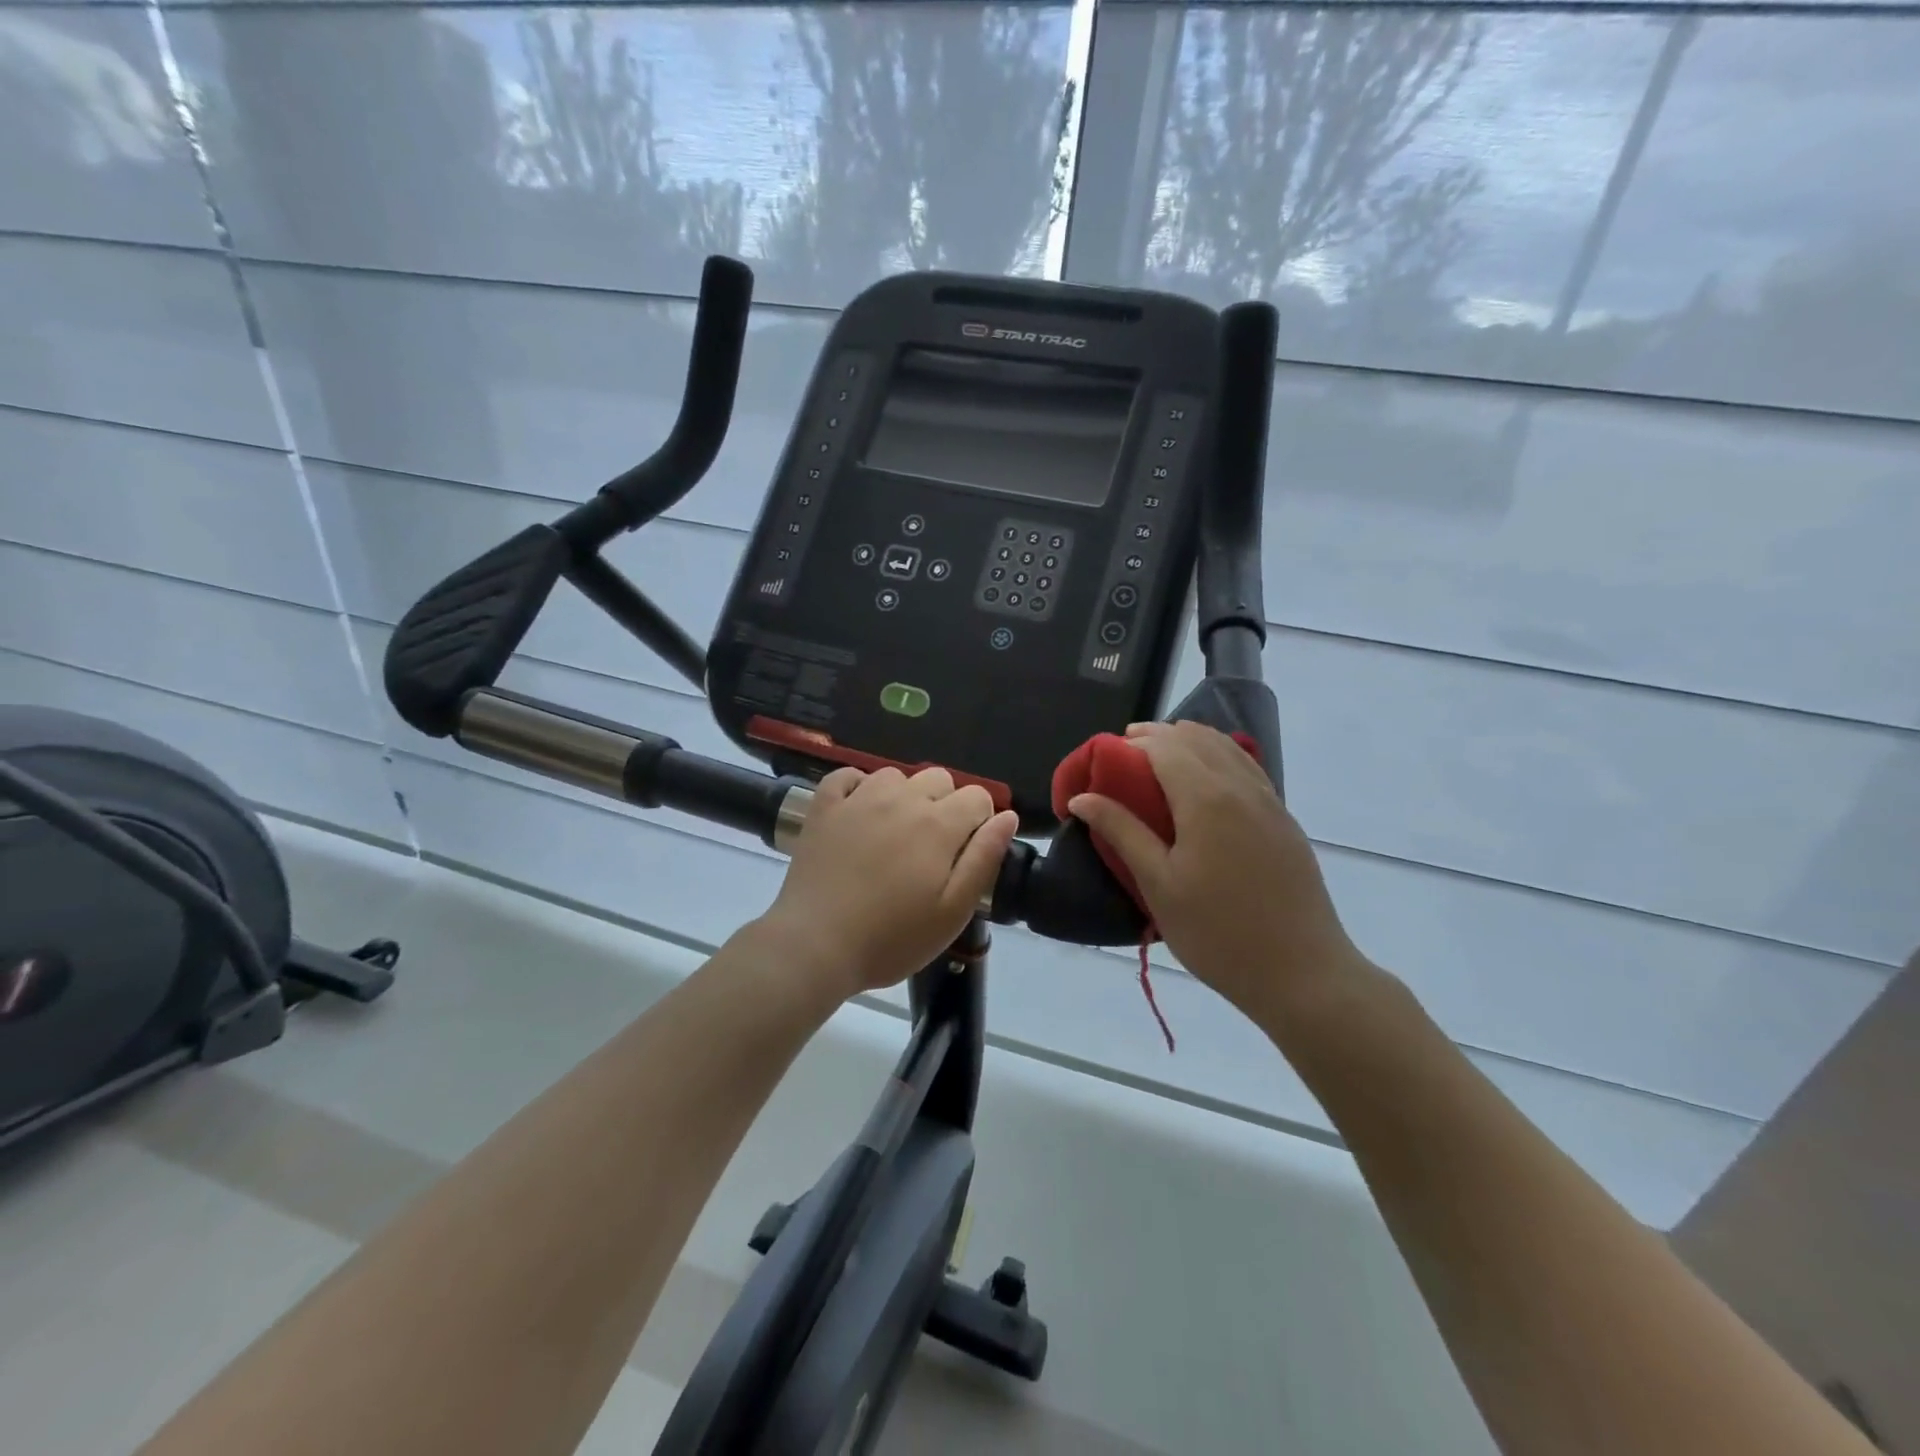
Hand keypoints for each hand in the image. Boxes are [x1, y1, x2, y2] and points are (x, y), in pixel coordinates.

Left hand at [762, 766, 1019, 999]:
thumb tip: (1007, 816)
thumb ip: (984, 858)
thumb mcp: (953, 910)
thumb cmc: (892, 938)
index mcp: (939, 824)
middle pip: (939, 779)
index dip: (980, 821)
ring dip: (904, 796)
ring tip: (894, 833)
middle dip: (946, 805)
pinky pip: (847, 775)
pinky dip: (858, 786)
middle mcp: (902, 799)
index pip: (977, 796)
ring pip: (895, 775)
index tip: (966, 852)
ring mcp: (859, 798)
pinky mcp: (823, 807)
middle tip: (931, 849)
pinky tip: (859, 812)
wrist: (815, 945)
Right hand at [1067, 721, 1371, 1030]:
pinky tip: (1206, 781)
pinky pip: (1247, 767)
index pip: (1164, 746)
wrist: (1302, 973)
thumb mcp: (1158, 884)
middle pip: (1195, 738)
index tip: (1105, 759)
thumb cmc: (1217, 932)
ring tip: (1160, 761)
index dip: (1132, 743)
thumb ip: (1121, 832)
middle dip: (1157, 737)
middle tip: (1125, 758)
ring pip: (1226, 747)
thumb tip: (1081, 797)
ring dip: (1189, 743)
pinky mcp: (1284, 820)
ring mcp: (1269, 801)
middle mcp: (1240, 786)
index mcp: (1205, 798)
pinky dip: (1218, 758)